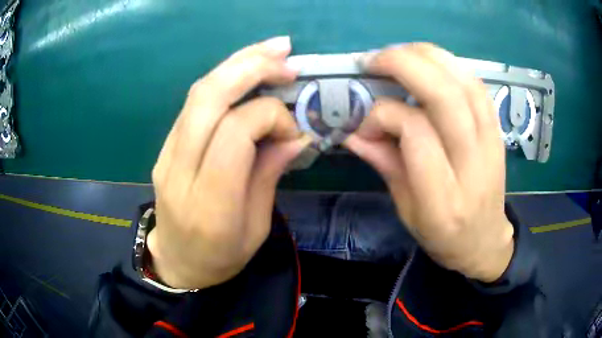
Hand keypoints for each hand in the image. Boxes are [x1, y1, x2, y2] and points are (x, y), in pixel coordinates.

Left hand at [147, 36, 310, 288]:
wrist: (177, 261)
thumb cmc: (221, 257)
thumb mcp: (257, 226)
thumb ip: (269, 173)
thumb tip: (294, 132)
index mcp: (209, 203)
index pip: (234, 132)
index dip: (270, 116)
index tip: (292, 129)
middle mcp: (180, 171)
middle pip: (208, 98)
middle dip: (250, 67)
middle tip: (285, 56)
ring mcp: (166, 154)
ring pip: (198, 92)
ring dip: (236, 63)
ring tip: (272, 49)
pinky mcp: (165, 146)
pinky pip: (193, 103)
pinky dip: (223, 78)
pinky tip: (246, 68)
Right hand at [346, 43, 513, 281]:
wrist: (485, 239)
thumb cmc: (443, 235)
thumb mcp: (406, 211)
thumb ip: (384, 165)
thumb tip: (353, 132)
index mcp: (443, 199)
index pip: (416, 133)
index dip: (384, 115)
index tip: (365, 125)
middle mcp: (472, 165)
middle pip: (445, 97)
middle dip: (404, 65)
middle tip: (373, 61)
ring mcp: (491, 144)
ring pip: (464, 82)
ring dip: (428, 56)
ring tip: (399, 54)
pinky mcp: (498, 131)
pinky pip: (477, 86)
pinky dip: (451, 65)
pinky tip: (431, 63)